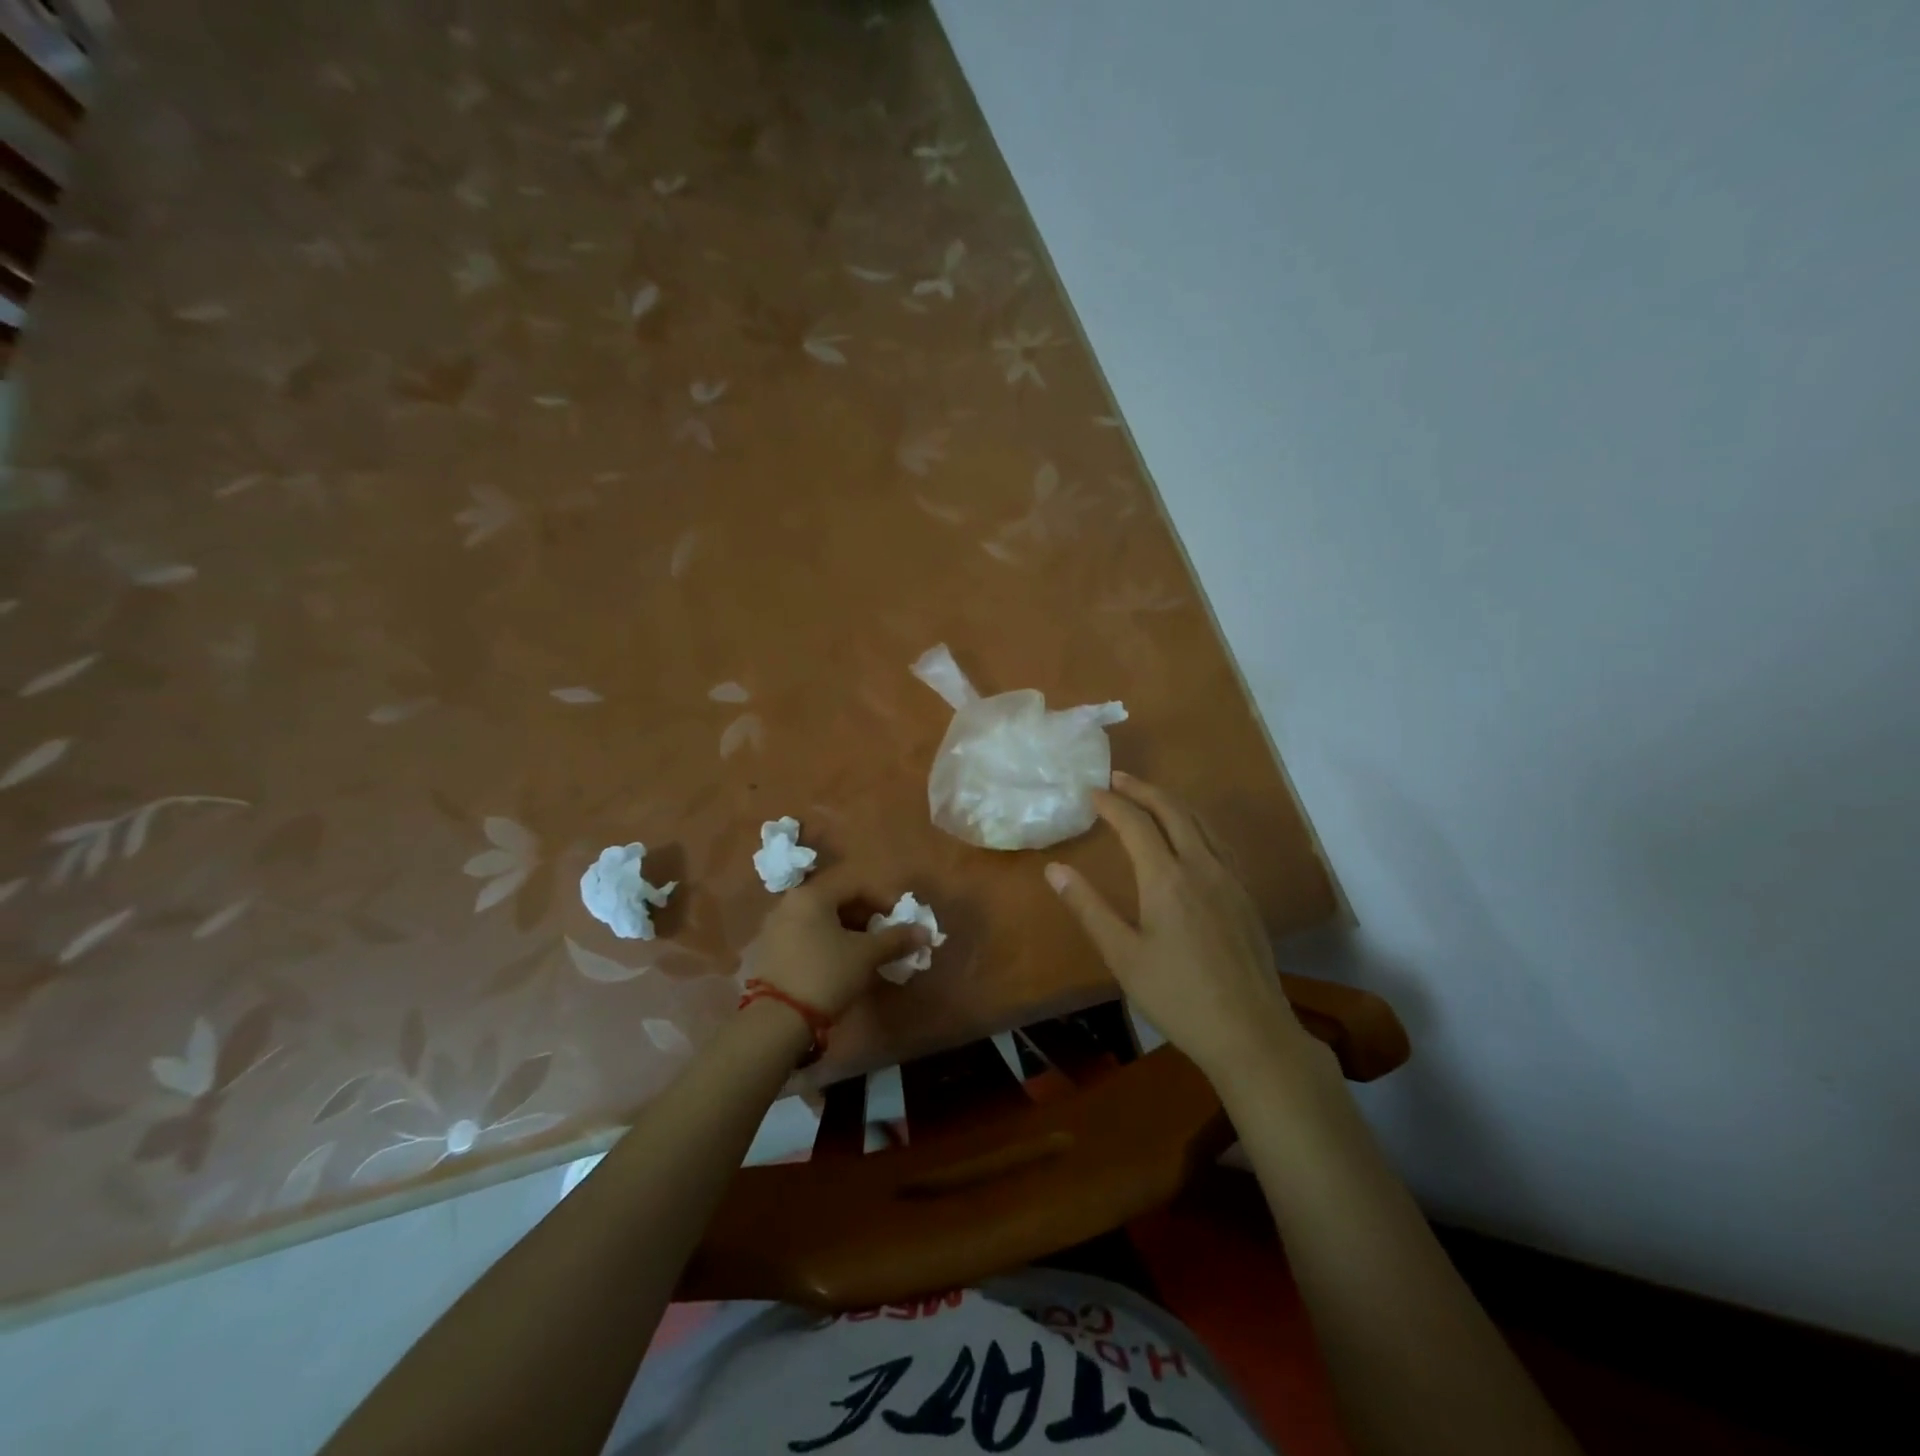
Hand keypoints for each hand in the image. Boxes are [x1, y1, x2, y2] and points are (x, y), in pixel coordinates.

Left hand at [742, 871, 925, 1020]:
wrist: (775, 1020)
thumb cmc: (826, 974)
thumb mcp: (866, 956)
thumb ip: (896, 939)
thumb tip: (924, 931)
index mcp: (812, 895)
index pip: (856, 886)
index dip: (883, 900)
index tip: (900, 921)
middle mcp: (788, 904)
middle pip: (835, 902)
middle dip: (865, 918)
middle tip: (884, 939)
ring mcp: (772, 929)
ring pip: (819, 921)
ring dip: (845, 933)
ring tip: (864, 954)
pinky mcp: (765, 953)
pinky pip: (803, 938)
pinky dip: (825, 945)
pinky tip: (837, 966)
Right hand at [1045, 773, 1323, 1086]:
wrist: (1251, 1033)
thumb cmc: (1178, 997)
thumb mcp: (1122, 956)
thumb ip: (1088, 908)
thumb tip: (1054, 870)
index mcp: (1167, 878)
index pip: (1135, 824)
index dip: (1111, 804)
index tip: (1089, 792)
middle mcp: (1202, 866)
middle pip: (1173, 810)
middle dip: (1143, 789)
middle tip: (1117, 779)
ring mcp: (1230, 879)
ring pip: (1201, 822)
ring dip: (1171, 802)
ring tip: (1149, 797)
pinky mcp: (1245, 896)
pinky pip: (1218, 841)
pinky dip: (1195, 823)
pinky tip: (1190, 836)